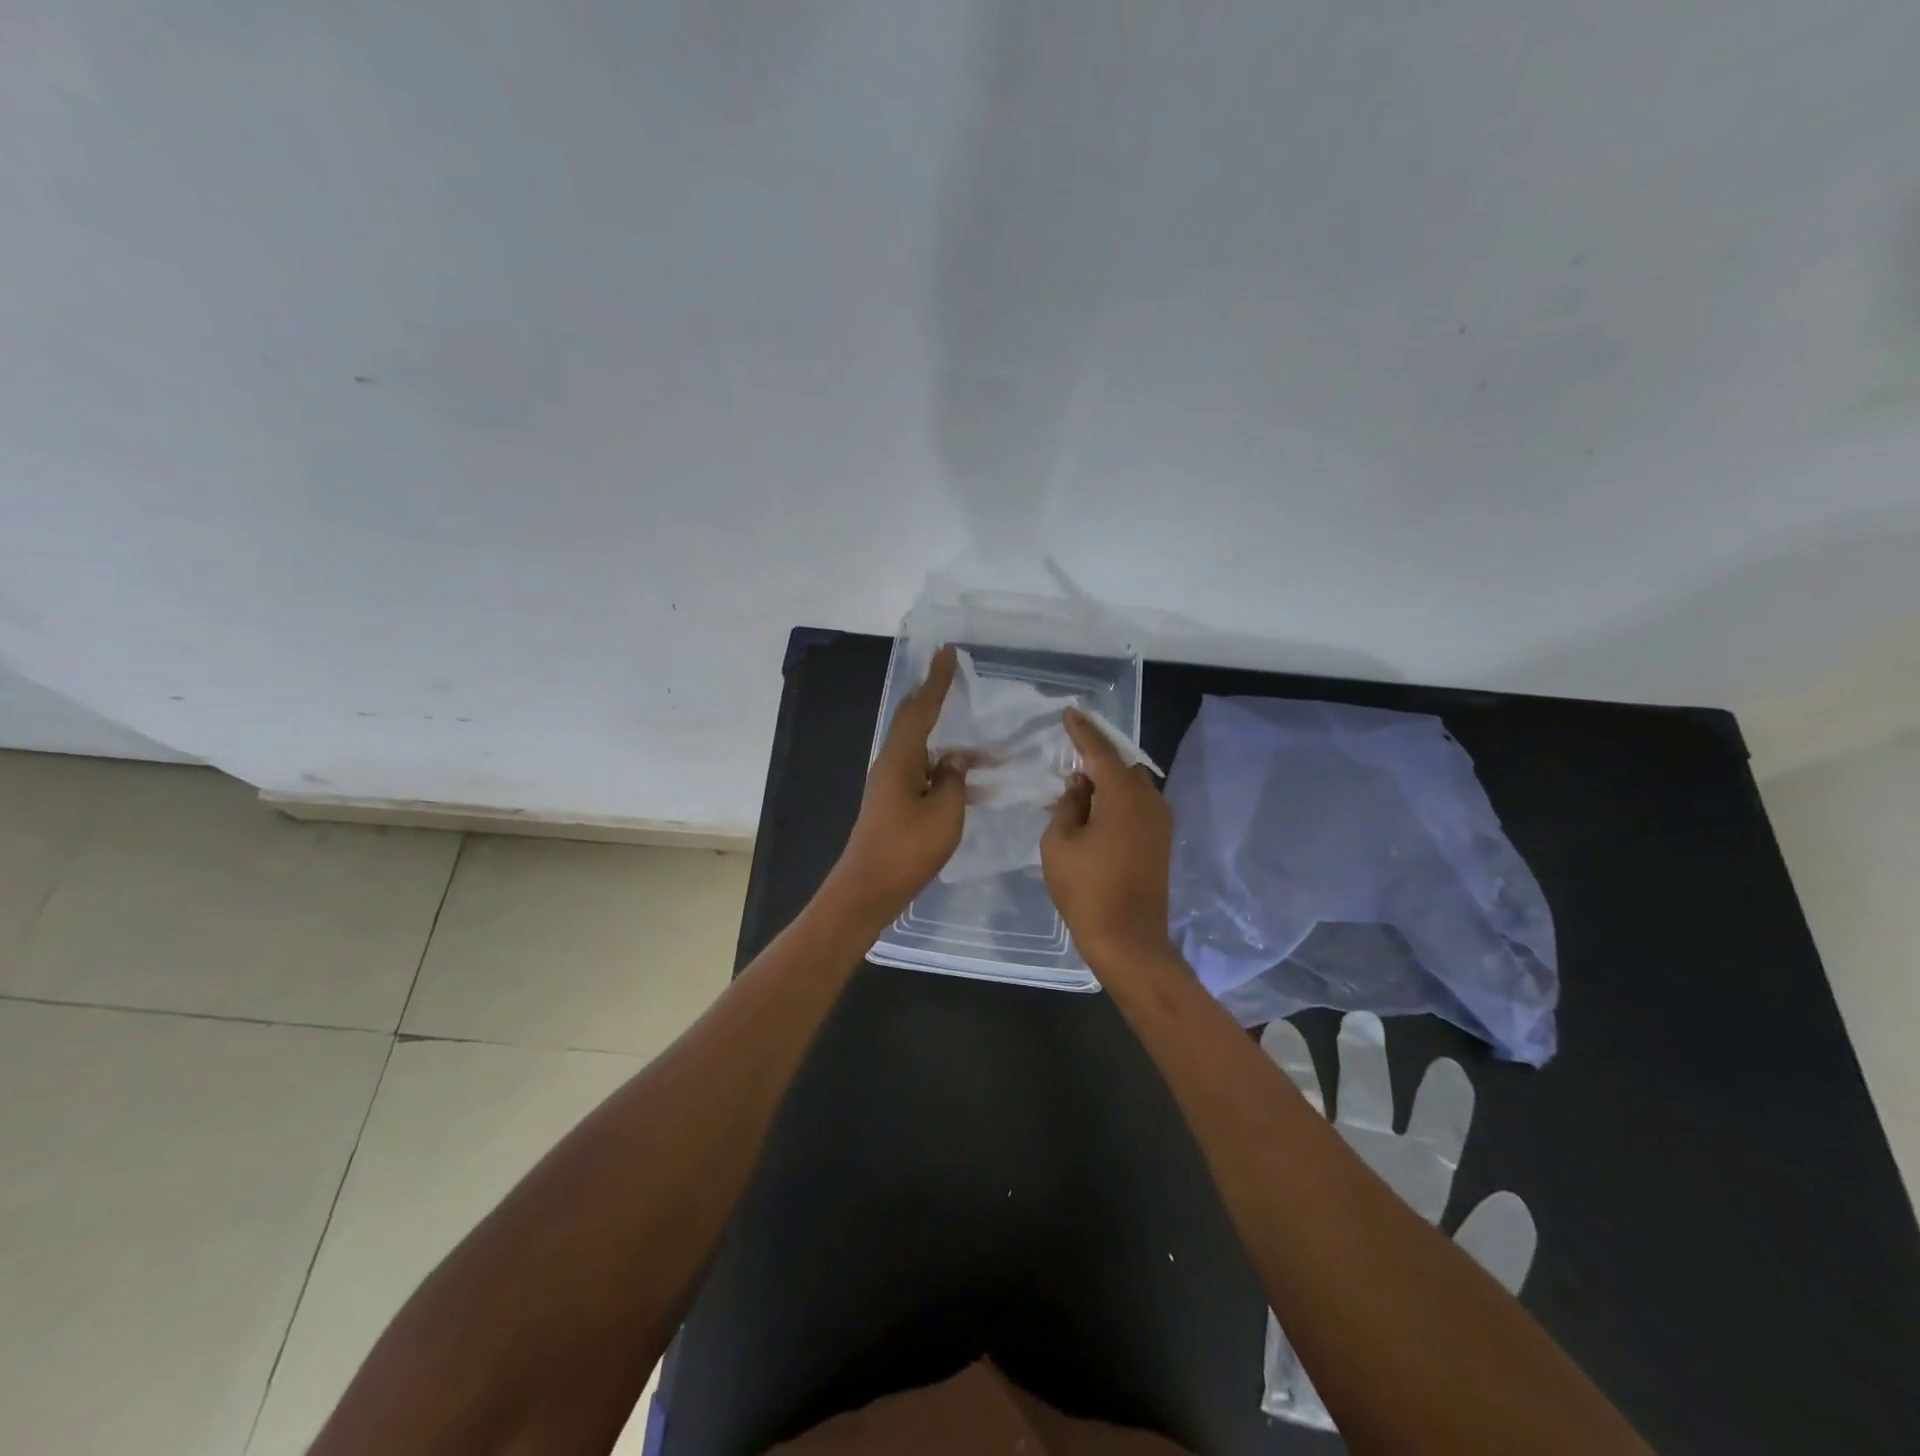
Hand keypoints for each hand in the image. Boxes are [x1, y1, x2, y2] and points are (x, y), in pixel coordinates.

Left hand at [824, 645, 972, 926]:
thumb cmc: (908, 848)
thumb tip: (956, 759)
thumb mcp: (944, 812)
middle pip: (914, 720)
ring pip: (922, 749)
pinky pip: (923, 772)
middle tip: (951, 675)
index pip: (921, 708)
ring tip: (979, 742)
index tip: (948, 652)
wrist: (869, 888)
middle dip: (933, 698)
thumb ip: (954, 779)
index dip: (937, 680)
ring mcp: (890, 784)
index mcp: (900, 758)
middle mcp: (891, 763)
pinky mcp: (894, 803)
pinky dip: (944, 769)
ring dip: (947, 742)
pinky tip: (967, 781)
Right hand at [1041, 707, 1174, 968]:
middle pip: (1122, 765)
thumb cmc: (1087, 889)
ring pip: (1133, 785)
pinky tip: (1097, 810)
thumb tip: (1081, 785)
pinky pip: (1138, 805)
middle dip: (1097, 756)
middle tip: (1070, 754)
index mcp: (1123, 795)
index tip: (1069, 712)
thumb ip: (1068, 805)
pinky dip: (1118, 799)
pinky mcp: (1162, 841)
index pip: (1099, 751)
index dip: (1081, 730)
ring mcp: (1160, 821)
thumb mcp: (1059, 843)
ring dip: (1109, 780)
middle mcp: (1149, 800)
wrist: (1129, 939)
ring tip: (1080, 785)